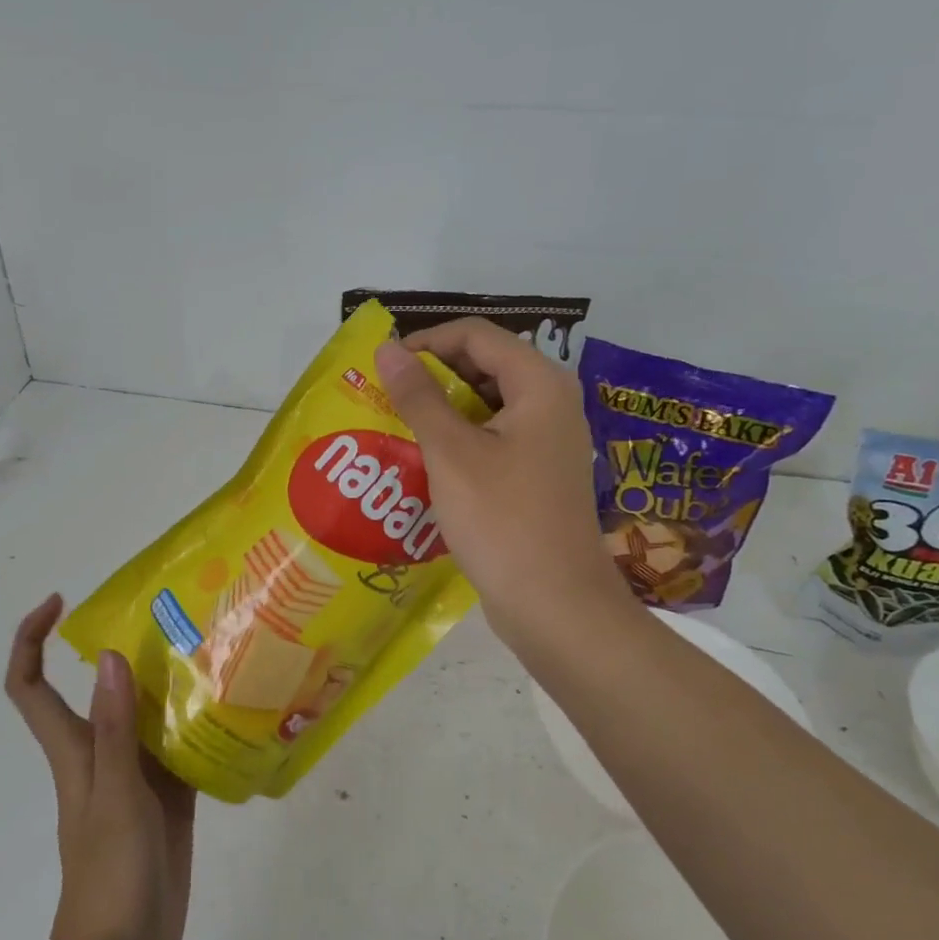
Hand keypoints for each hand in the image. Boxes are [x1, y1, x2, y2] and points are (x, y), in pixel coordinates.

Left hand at [4, 596, 195, 939]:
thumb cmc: (108, 876)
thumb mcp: (115, 797)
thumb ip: (113, 729)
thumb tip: (106, 656)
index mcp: (74, 749)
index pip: (31, 685)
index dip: (31, 639)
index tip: (59, 602)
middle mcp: (102, 751)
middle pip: (99, 687)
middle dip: (123, 646)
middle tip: (171, 615)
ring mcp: (136, 773)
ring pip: (145, 711)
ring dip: (168, 679)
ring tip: (211, 646)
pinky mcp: (168, 793)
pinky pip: (181, 743)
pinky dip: (199, 720)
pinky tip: (232, 703)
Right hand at [375, 320, 637, 646]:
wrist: (555, 604)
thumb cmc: (502, 519)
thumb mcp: (451, 452)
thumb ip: (418, 396)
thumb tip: (388, 349)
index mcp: (540, 384)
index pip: (476, 335)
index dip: (426, 341)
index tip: (383, 367)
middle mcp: (551, 403)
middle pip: (485, 365)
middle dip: (433, 376)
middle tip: (386, 397)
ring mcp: (549, 441)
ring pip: (487, 405)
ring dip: (442, 410)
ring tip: (398, 428)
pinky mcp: (539, 474)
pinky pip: (494, 438)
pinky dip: (460, 440)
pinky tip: (426, 462)